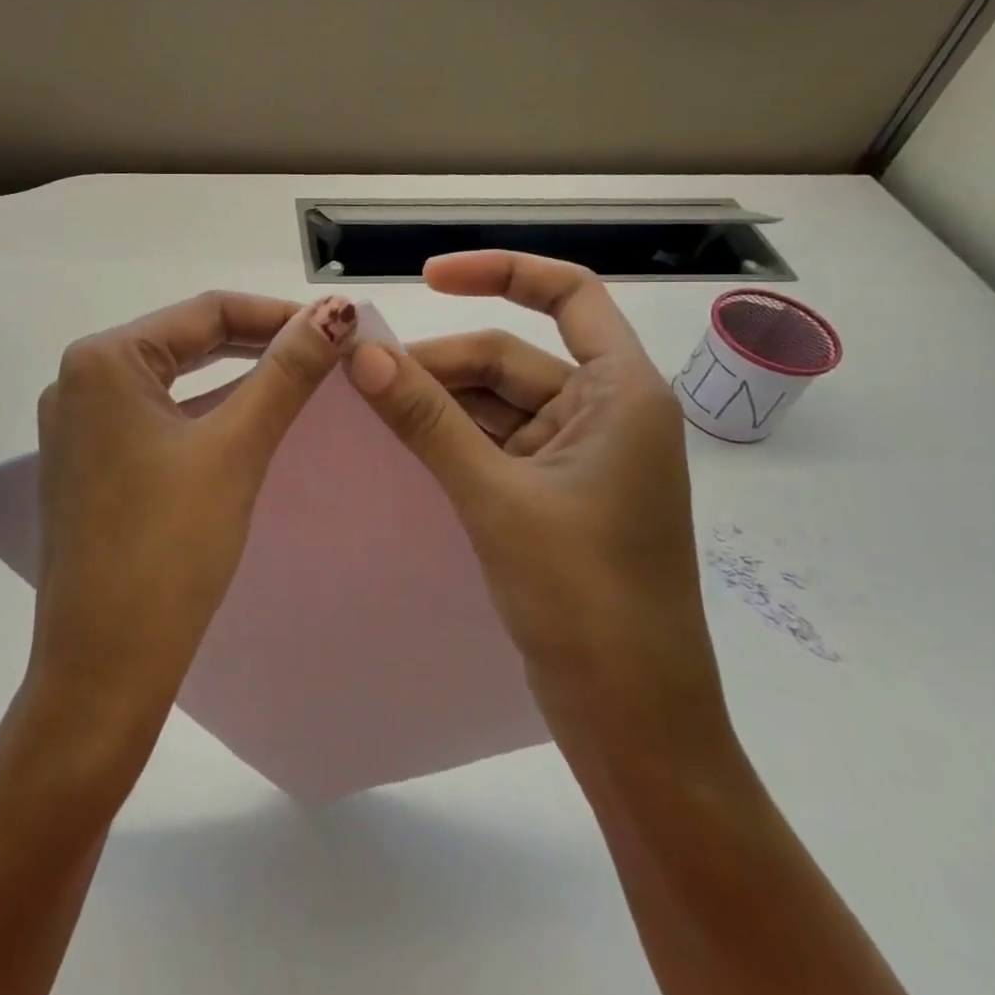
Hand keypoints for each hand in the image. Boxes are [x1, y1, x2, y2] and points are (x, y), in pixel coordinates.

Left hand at [30, 290, 358, 755]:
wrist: (103, 667)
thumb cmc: (168, 548)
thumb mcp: (235, 449)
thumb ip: (286, 373)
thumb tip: (337, 312)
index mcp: (102, 359)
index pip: (205, 311)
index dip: (278, 314)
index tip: (338, 329)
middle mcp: (78, 379)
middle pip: (185, 340)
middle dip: (257, 342)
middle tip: (325, 354)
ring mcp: (77, 423)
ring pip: (171, 378)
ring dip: (233, 377)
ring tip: (297, 379)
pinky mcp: (86, 461)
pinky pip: (154, 415)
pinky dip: (202, 411)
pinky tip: (244, 419)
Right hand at [345, 252, 730, 758]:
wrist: (632, 722)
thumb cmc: (584, 598)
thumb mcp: (495, 496)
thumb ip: (426, 419)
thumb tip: (361, 352)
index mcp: (622, 394)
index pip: (569, 295)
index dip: (500, 272)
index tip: (426, 278)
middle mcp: (605, 415)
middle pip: (511, 357)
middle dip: (440, 363)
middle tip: (363, 376)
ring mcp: (578, 459)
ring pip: (495, 405)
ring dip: (438, 403)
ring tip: (371, 409)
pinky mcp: (553, 498)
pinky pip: (493, 445)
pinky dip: (450, 439)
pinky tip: (401, 445)